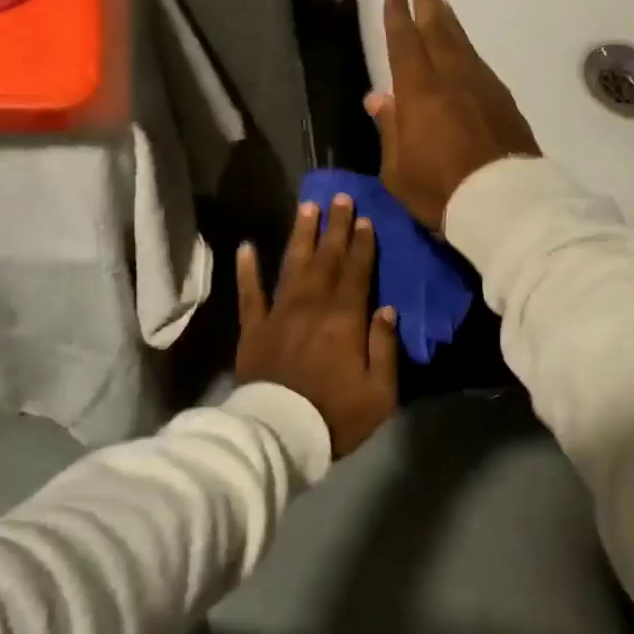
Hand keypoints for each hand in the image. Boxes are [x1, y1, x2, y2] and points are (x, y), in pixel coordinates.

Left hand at [235, 194, 399, 458]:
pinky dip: (247, 269)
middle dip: (336, 227)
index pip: (356, 272)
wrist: (278, 436)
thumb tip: (387, 309)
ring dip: (301, 235)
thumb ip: (385, 347)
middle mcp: (311, 306)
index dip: (361, 244)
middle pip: (326, 259)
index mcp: (343, 319)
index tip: (364, 218)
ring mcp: (278, 314)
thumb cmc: (335, 416)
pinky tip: (246, 247)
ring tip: (307, 207)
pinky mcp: (252, 328)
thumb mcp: (379, 392)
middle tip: (340, 197)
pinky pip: (249, 293)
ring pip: (292, 265)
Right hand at [365, 0, 540, 232]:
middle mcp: (452, 78)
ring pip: (462, 42)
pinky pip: (480, 63)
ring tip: (442, 2)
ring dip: (450, 19)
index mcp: (419, 92)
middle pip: (438, 29)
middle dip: (427, 0)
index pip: (404, 43)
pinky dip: (468, 48)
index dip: (397, 16)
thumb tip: (378, 97)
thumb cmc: (440, 190)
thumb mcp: (398, 169)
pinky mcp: (504, 100)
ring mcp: (482, 86)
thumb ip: (389, 128)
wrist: (505, 205)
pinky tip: (465, 49)